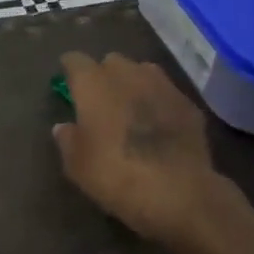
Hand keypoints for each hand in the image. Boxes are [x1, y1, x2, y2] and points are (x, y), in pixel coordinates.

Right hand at [53, 51, 227, 242]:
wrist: (177, 192)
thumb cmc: (115, 175)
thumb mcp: (77, 166)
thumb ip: (67, 140)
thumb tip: (63, 127)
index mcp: (94, 85)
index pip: (76, 61)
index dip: (70, 69)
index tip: (66, 81)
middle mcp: (129, 75)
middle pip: (112, 61)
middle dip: (103, 74)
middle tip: (99, 99)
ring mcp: (163, 87)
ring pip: (143, 71)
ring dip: (133, 83)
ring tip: (130, 106)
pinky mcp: (189, 105)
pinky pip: (167, 94)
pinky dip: (158, 102)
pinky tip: (158, 124)